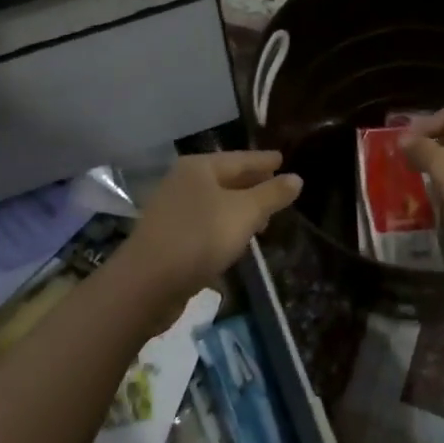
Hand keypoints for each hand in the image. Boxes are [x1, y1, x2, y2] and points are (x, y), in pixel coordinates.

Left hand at [125, 150, 301, 295]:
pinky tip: (236, 242)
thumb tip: (296, 178)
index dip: (263, 160)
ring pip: (215, 204)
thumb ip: (271, 195)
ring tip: (263, 220)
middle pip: (226, 179)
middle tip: (278, 190)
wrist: (146, 284)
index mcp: (199, 167)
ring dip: (239, 210)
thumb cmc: (200, 237)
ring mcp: (172, 211)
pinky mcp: (168, 239)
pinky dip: (223, 229)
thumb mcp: (245, 213)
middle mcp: (182, 182)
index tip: (282, 159)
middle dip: (252, 185)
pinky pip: (205, 225)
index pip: (240, 158)